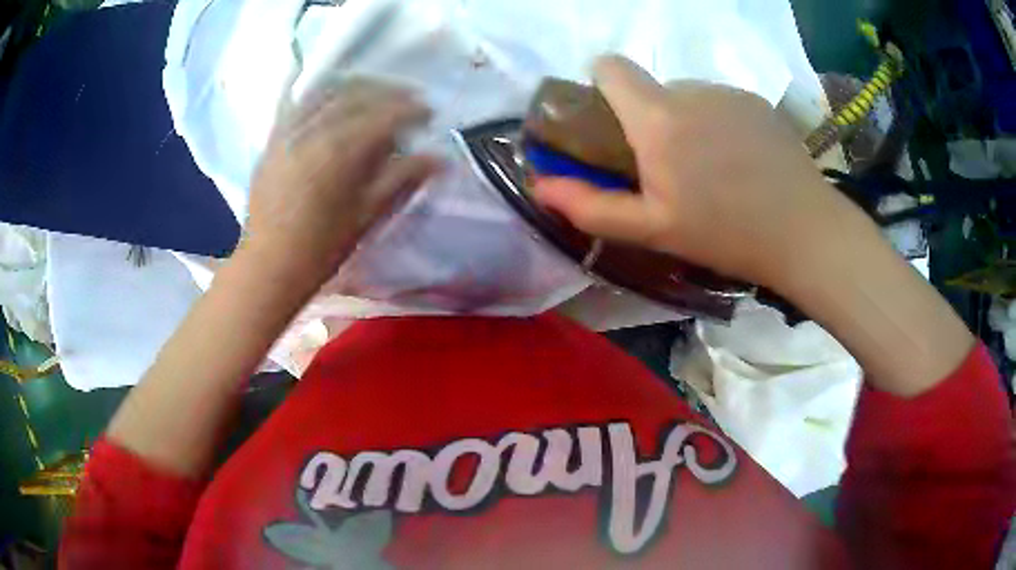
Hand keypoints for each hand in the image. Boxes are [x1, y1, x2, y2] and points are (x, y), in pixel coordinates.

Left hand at [244, 79, 437, 286]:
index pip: (384, 115)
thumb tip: (439, 158)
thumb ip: (401, 179)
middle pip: (357, 94)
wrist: (269, 266)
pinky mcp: (272, 140)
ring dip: (355, 85)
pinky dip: (317, 91)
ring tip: (374, 92)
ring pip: (326, 91)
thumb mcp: (367, 217)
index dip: (411, 110)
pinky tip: (329, 92)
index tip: (429, 113)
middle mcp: (314, 130)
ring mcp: (289, 131)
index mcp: (340, 151)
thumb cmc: (321, 249)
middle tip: (409, 99)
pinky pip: (295, 102)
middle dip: (388, 92)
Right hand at [533, 56, 848, 292]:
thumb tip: (540, 186)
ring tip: (711, 170)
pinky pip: (719, 102)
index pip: (610, 66)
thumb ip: (591, 206)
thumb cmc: (725, 234)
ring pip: (687, 96)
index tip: (611, 122)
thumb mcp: (652, 230)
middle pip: (650, 88)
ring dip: (685, 122)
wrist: (804, 232)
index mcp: (658, 117)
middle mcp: (690, 90)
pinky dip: (717, 123)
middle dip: (648, 118)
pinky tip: (740, 162)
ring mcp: (728, 92)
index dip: (602, 85)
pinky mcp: (756, 101)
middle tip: (670, 168)